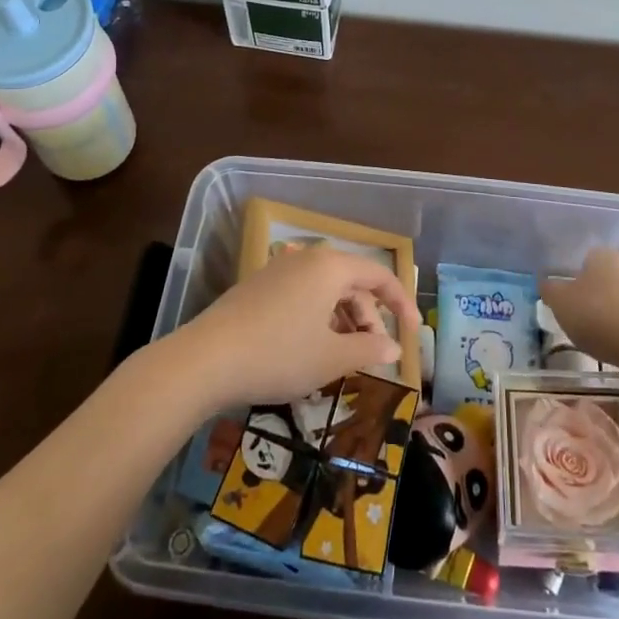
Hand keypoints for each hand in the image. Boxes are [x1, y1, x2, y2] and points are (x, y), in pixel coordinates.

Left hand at [171, 244, 421, 409]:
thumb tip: (393, 347)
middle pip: (351, 281)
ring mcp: (278, 269)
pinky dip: (317, 315)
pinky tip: (310, 343)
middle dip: (368, 316)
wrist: (206, 360)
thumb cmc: (279, 355)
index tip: (412, 333)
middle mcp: (306, 258)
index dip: (401, 304)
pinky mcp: (257, 285)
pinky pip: (301, 293)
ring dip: (342, 318)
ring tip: (342, 354)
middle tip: (372, 353)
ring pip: (325, 288)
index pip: (379, 276)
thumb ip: (369, 349)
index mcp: (330, 267)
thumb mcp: (331, 358)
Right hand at [540, 247, 618, 374]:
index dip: (571, 280)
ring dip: (608, 316)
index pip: (582, 260)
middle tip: (576, 321)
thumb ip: (550, 290)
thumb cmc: (602, 318)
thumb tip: (547, 283)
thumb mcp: (562, 304)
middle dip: (590, 298)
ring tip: (597, 340)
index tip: (564, 302)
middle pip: (602, 280)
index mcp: (602, 255)